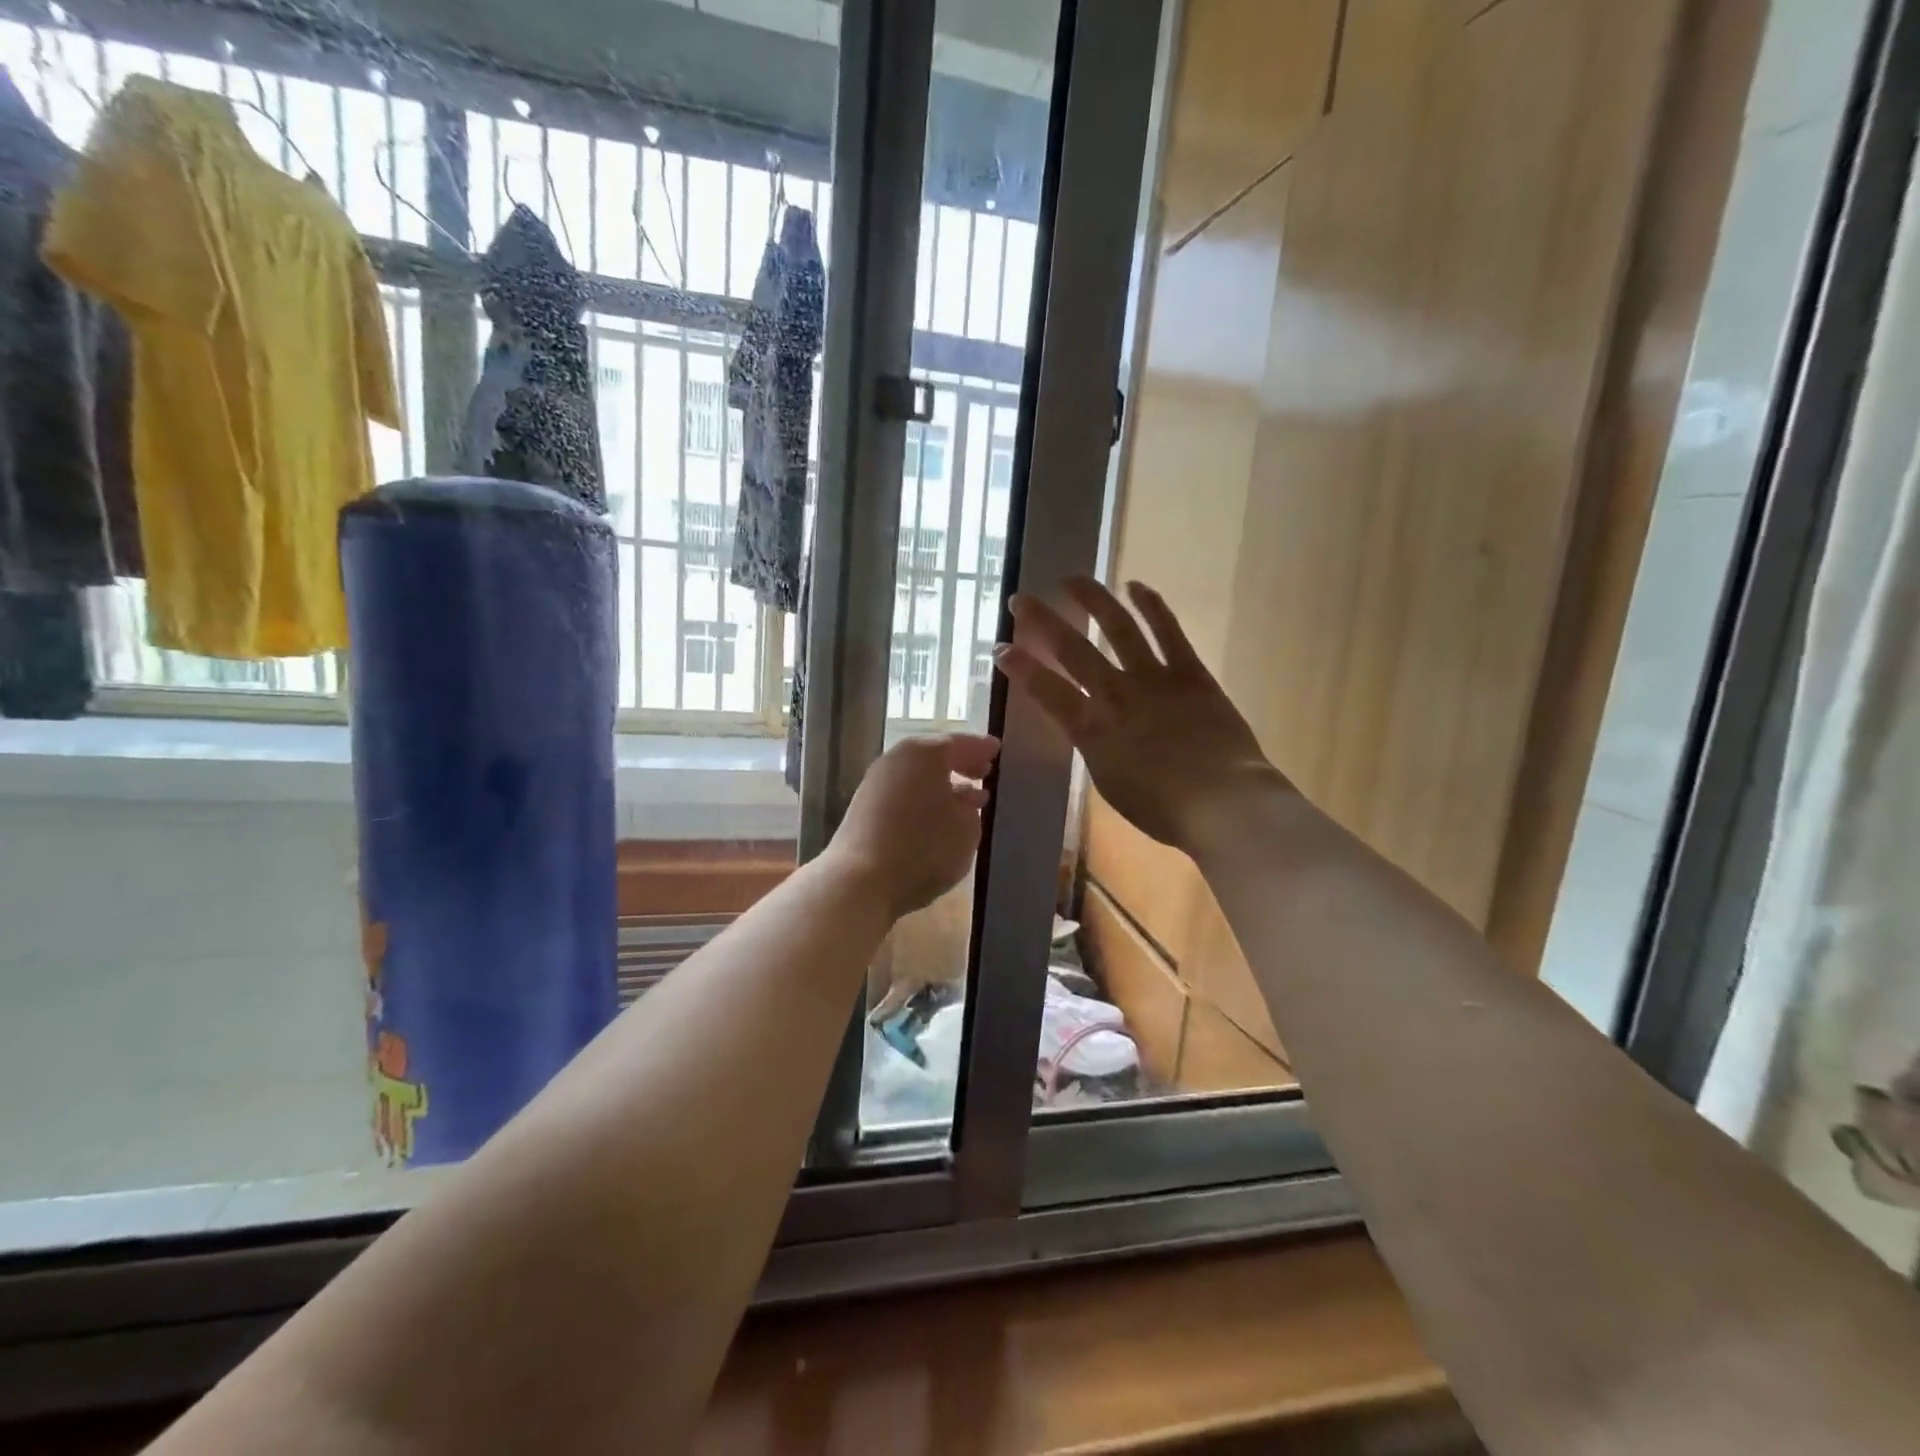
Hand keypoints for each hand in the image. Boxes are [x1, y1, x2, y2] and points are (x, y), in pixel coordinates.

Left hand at [826, 734, 999, 920]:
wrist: (860, 880)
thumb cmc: (923, 847)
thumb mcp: (966, 829)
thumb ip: (971, 810)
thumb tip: (962, 802)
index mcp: (925, 753)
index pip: (961, 743)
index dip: (982, 748)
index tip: (997, 750)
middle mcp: (897, 760)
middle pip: (934, 757)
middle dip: (961, 765)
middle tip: (984, 772)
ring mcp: (875, 783)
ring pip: (917, 777)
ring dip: (942, 786)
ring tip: (968, 802)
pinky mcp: (863, 809)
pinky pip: (904, 795)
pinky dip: (923, 801)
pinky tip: (937, 820)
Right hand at [995, 578, 1285, 851]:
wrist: (1223, 803)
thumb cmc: (1163, 809)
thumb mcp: (1110, 783)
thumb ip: (1096, 748)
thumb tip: (1092, 727)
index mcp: (1091, 730)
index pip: (1045, 690)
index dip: (1019, 667)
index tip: (1001, 649)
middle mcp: (1115, 695)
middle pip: (1072, 649)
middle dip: (1041, 621)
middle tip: (1021, 600)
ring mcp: (1154, 678)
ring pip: (1117, 627)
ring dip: (1092, 599)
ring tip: (1072, 579)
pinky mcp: (1190, 672)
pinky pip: (1168, 631)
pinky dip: (1151, 605)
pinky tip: (1136, 586)